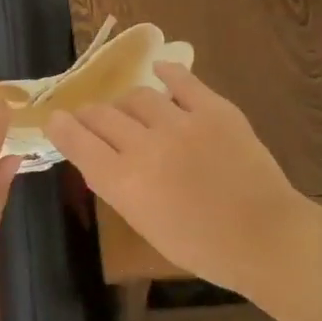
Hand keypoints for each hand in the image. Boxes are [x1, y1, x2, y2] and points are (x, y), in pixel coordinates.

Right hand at [45, 63, 310, 297]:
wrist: (265, 238)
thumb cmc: (201, 247)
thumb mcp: (144, 224)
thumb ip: (118, 187)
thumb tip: (100, 158)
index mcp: (123, 182)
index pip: (77, 140)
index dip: (60, 127)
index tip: (55, 121)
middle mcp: (145, 146)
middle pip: (101, 114)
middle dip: (89, 115)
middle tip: (91, 118)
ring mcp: (181, 123)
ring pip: (136, 95)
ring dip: (127, 104)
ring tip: (132, 111)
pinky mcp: (214, 109)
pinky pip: (181, 80)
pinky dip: (166, 74)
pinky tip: (159, 73)